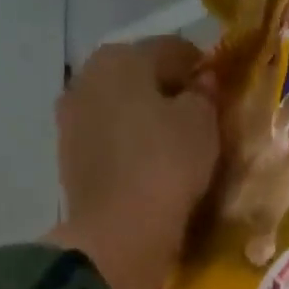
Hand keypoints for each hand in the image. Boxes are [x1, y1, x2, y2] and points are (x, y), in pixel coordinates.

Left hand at [49, 36, 219, 288]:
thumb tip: (200, 85)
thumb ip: (204, 95)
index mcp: (120, 57)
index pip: (173, 51)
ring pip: (120, 117)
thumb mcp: (202, 124)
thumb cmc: (164, 168)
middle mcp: (85, 81)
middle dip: (167, 99)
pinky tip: (147, 176)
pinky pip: (109, 150)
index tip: (220, 98)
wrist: (117, 237)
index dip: (202, 72)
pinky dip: (127, 157)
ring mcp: (71, 125)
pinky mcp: (69, 166)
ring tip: (172, 157)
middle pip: (139, 82)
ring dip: (143, 129)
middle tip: (197, 129)